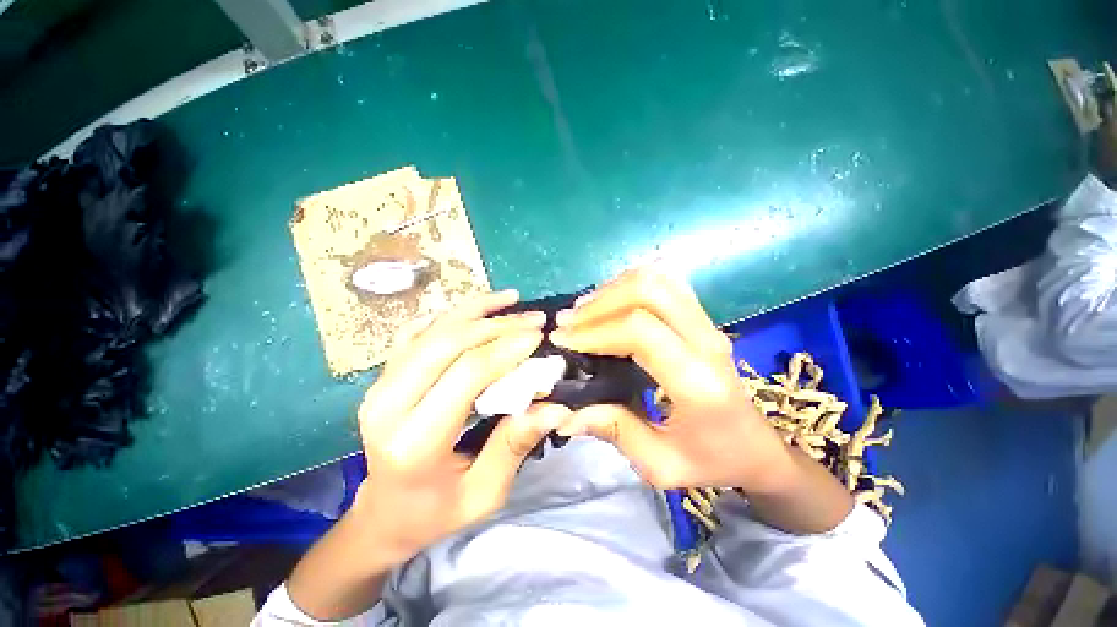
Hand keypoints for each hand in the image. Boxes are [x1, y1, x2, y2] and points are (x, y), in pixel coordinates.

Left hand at [353, 289, 572, 563]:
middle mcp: (388, 405)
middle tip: (533, 318)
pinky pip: (414, 332)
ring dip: (475, 310)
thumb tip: (556, 408)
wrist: (382, 514)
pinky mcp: (382, 377)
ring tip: (510, 299)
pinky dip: (446, 315)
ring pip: (432, 330)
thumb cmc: (435, 512)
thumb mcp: (484, 494)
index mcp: (414, 441)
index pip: (467, 374)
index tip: (538, 334)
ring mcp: (379, 386)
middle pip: (448, 342)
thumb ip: (515, 446)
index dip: (506, 348)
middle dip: (497, 324)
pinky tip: (472, 309)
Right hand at [550, 269, 791, 492]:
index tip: (563, 340)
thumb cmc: (712, 461)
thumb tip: (567, 413)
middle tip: (569, 321)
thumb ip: (614, 432)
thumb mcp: (661, 465)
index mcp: (697, 382)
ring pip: (658, 280)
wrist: (756, 447)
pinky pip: (667, 282)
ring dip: (614, 289)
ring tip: (583, 311)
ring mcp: (708, 324)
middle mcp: (706, 342)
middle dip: (600, 303)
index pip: (640, 331)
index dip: (595, 330)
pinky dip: (632, 284)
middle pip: (648, 292)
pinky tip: (611, 302)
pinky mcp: (703, 318)